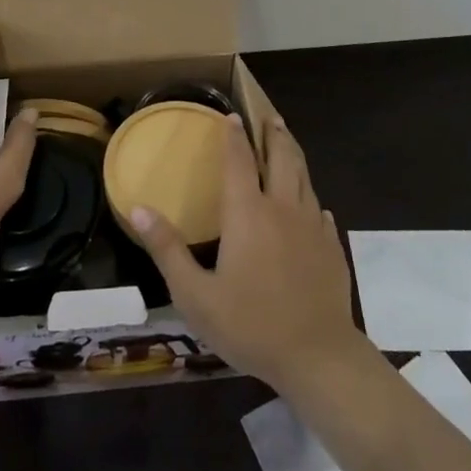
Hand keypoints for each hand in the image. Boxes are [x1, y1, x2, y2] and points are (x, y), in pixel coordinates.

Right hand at [130, 113, 366, 394]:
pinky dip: (312, 200)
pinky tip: (313, 206)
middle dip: (273, 134)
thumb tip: (138, 208)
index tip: (232, 115)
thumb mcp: (195, 295)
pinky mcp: (331, 247)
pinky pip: (321, 211)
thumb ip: (167, 249)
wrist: (317, 355)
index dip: (234, 136)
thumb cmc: (250, 325)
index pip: (238, 160)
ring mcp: (312, 226)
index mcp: (248, 212)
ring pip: (304, 178)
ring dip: (294, 155)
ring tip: (288, 142)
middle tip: (270, 117)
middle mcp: (282, 208)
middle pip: (281, 158)